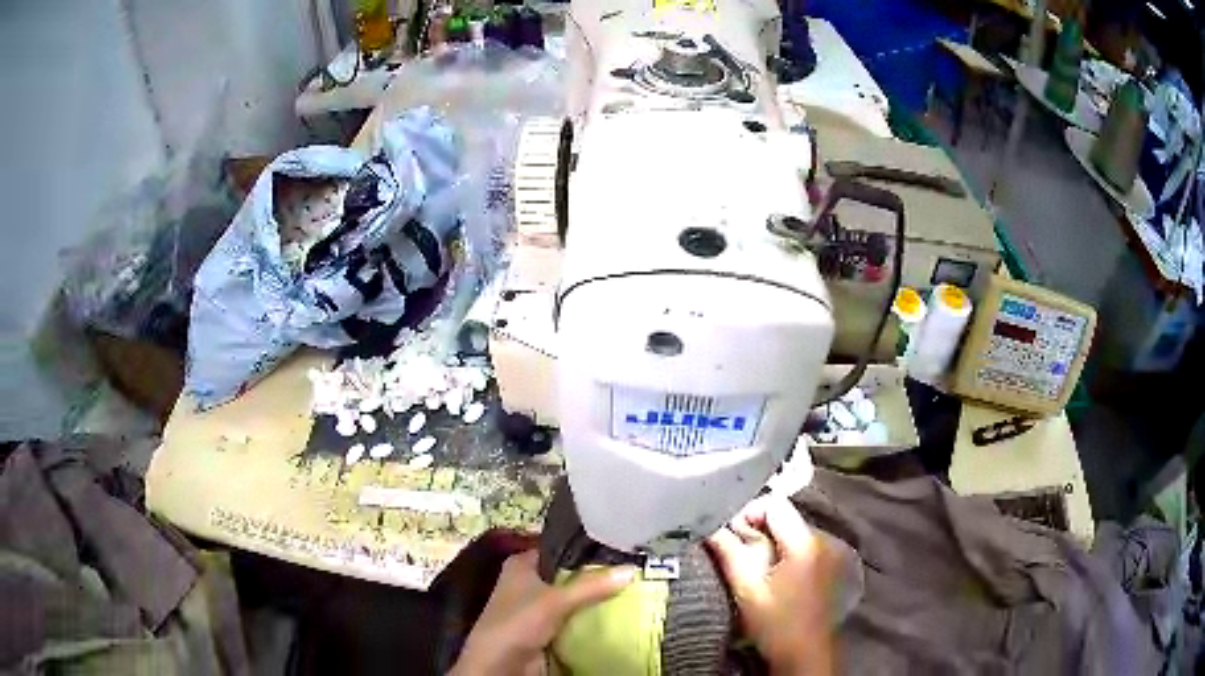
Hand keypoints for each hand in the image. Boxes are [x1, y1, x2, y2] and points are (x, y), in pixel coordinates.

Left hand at [450, 549, 635, 675]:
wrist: (501, 663)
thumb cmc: (519, 621)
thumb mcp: (556, 600)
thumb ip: (591, 585)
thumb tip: (631, 570)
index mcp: (522, 564)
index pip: (559, 549)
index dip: (586, 549)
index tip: (619, 549)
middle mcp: (529, 582)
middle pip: (569, 575)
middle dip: (596, 577)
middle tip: (632, 571)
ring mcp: (538, 607)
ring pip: (573, 598)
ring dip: (595, 599)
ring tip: (632, 590)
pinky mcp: (546, 629)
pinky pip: (574, 618)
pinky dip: (591, 618)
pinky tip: (617, 614)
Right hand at [706, 495, 835, 675]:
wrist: (805, 652)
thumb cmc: (775, 622)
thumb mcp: (746, 588)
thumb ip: (728, 551)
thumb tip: (708, 525)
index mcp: (805, 541)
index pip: (775, 503)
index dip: (748, 511)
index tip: (729, 531)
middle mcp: (822, 539)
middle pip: (783, 517)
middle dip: (756, 528)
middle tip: (733, 548)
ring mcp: (827, 552)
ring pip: (790, 531)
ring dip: (768, 540)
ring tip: (748, 562)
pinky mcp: (826, 565)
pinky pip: (799, 545)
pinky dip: (781, 551)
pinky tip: (768, 573)